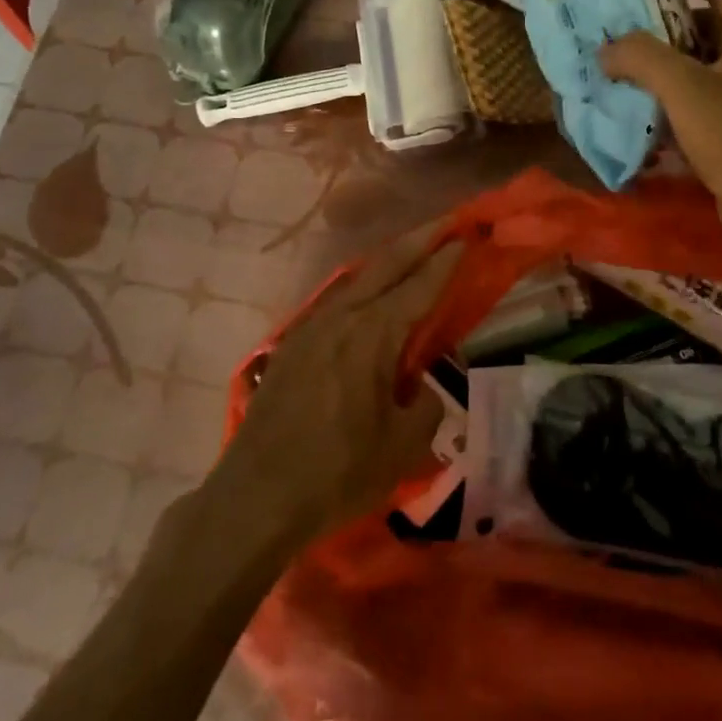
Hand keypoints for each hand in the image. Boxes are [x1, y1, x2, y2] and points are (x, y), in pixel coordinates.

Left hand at [215, 229, 462, 544]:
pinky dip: (362, 288)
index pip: (420, 286)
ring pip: (357, 279)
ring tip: (410, 253)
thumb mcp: (402, 447)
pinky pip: (336, 302)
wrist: (255, 497)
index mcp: (374, 334)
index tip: (466, 239)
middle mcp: (343, 317)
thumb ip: (424, 406)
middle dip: (419, 241)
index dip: (446, 263)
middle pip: (386, 265)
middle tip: (446, 224)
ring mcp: (311, 327)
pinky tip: (367, 298)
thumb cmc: (337, 472)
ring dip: (388, 262)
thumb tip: (418, 389)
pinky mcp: (292, 346)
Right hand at [600, 0, 721, 237]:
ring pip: (698, 66)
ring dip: (664, 64)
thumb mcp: (681, 86)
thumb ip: (640, 57)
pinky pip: (697, 100)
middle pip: (706, 27)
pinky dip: (670, 97)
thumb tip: (607, 50)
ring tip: (624, 64)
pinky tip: (641, 108)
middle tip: (625, 25)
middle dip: (665, 24)